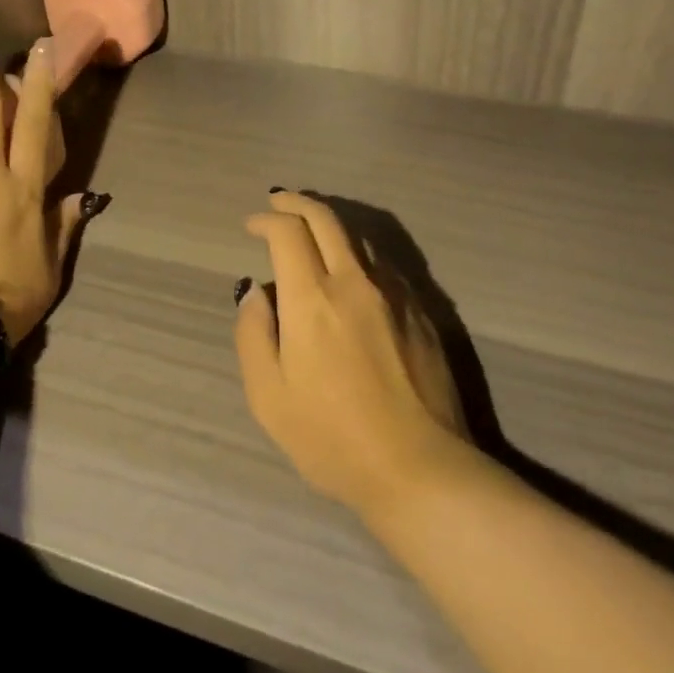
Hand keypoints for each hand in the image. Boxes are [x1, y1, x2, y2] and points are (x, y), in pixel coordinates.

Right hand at [234, 191, 471, 515]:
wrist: (421, 470)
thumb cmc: (332, 439)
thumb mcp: (268, 396)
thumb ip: (253, 334)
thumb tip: (255, 292)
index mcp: (312, 300)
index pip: (288, 232)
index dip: (266, 220)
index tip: (252, 225)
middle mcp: (354, 282)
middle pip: (326, 219)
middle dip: (297, 202)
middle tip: (278, 203)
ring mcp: (394, 294)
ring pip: (358, 236)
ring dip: (328, 224)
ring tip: (310, 232)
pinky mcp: (421, 311)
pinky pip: (383, 264)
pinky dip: (357, 252)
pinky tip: (350, 269)